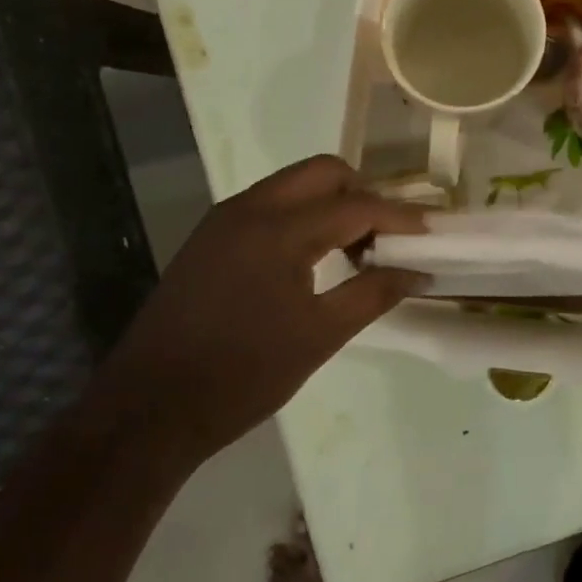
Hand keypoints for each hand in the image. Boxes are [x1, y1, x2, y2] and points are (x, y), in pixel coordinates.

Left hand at [85, 156, 426, 468]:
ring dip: (332, 204)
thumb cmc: (243, 374)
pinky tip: (314, 259)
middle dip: (364, 194)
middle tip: (389, 236)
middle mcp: (249, 209)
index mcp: (278, 230)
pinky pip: (270, 207)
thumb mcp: (320, 336)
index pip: (355, 204)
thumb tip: (417, 270)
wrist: (149, 409)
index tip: (432, 231)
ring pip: (293, 185)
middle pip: (322, 172)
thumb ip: (374, 293)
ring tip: (358, 250)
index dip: (400, 216)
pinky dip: (303, 217)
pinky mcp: (210, 240)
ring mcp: (223, 221)